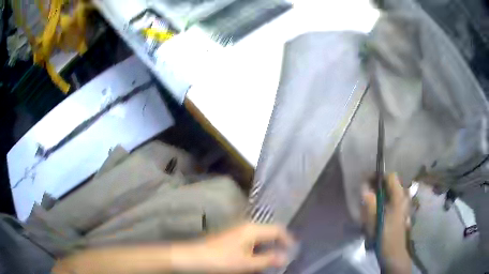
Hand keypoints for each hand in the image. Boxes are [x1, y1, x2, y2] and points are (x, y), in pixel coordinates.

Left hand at [171, 223, 293, 272]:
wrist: (194, 257)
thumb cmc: (221, 260)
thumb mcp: (247, 263)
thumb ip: (267, 260)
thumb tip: (285, 258)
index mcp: (252, 229)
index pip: (277, 230)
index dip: (287, 239)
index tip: (293, 251)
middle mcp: (246, 226)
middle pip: (269, 232)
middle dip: (278, 244)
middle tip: (284, 257)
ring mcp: (238, 230)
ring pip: (260, 237)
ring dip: (268, 247)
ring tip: (271, 260)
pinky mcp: (232, 236)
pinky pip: (251, 240)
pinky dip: (258, 249)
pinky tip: (256, 258)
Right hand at [362, 173, 410, 273]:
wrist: (394, 254)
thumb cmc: (385, 236)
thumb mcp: (375, 219)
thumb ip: (370, 201)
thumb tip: (364, 187)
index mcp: (399, 197)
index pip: (391, 176)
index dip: (378, 176)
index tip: (366, 182)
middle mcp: (403, 198)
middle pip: (391, 184)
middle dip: (377, 186)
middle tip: (365, 194)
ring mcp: (403, 206)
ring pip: (390, 193)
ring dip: (380, 195)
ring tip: (369, 204)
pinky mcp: (401, 214)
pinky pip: (391, 201)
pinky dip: (383, 202)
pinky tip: (376, 212)